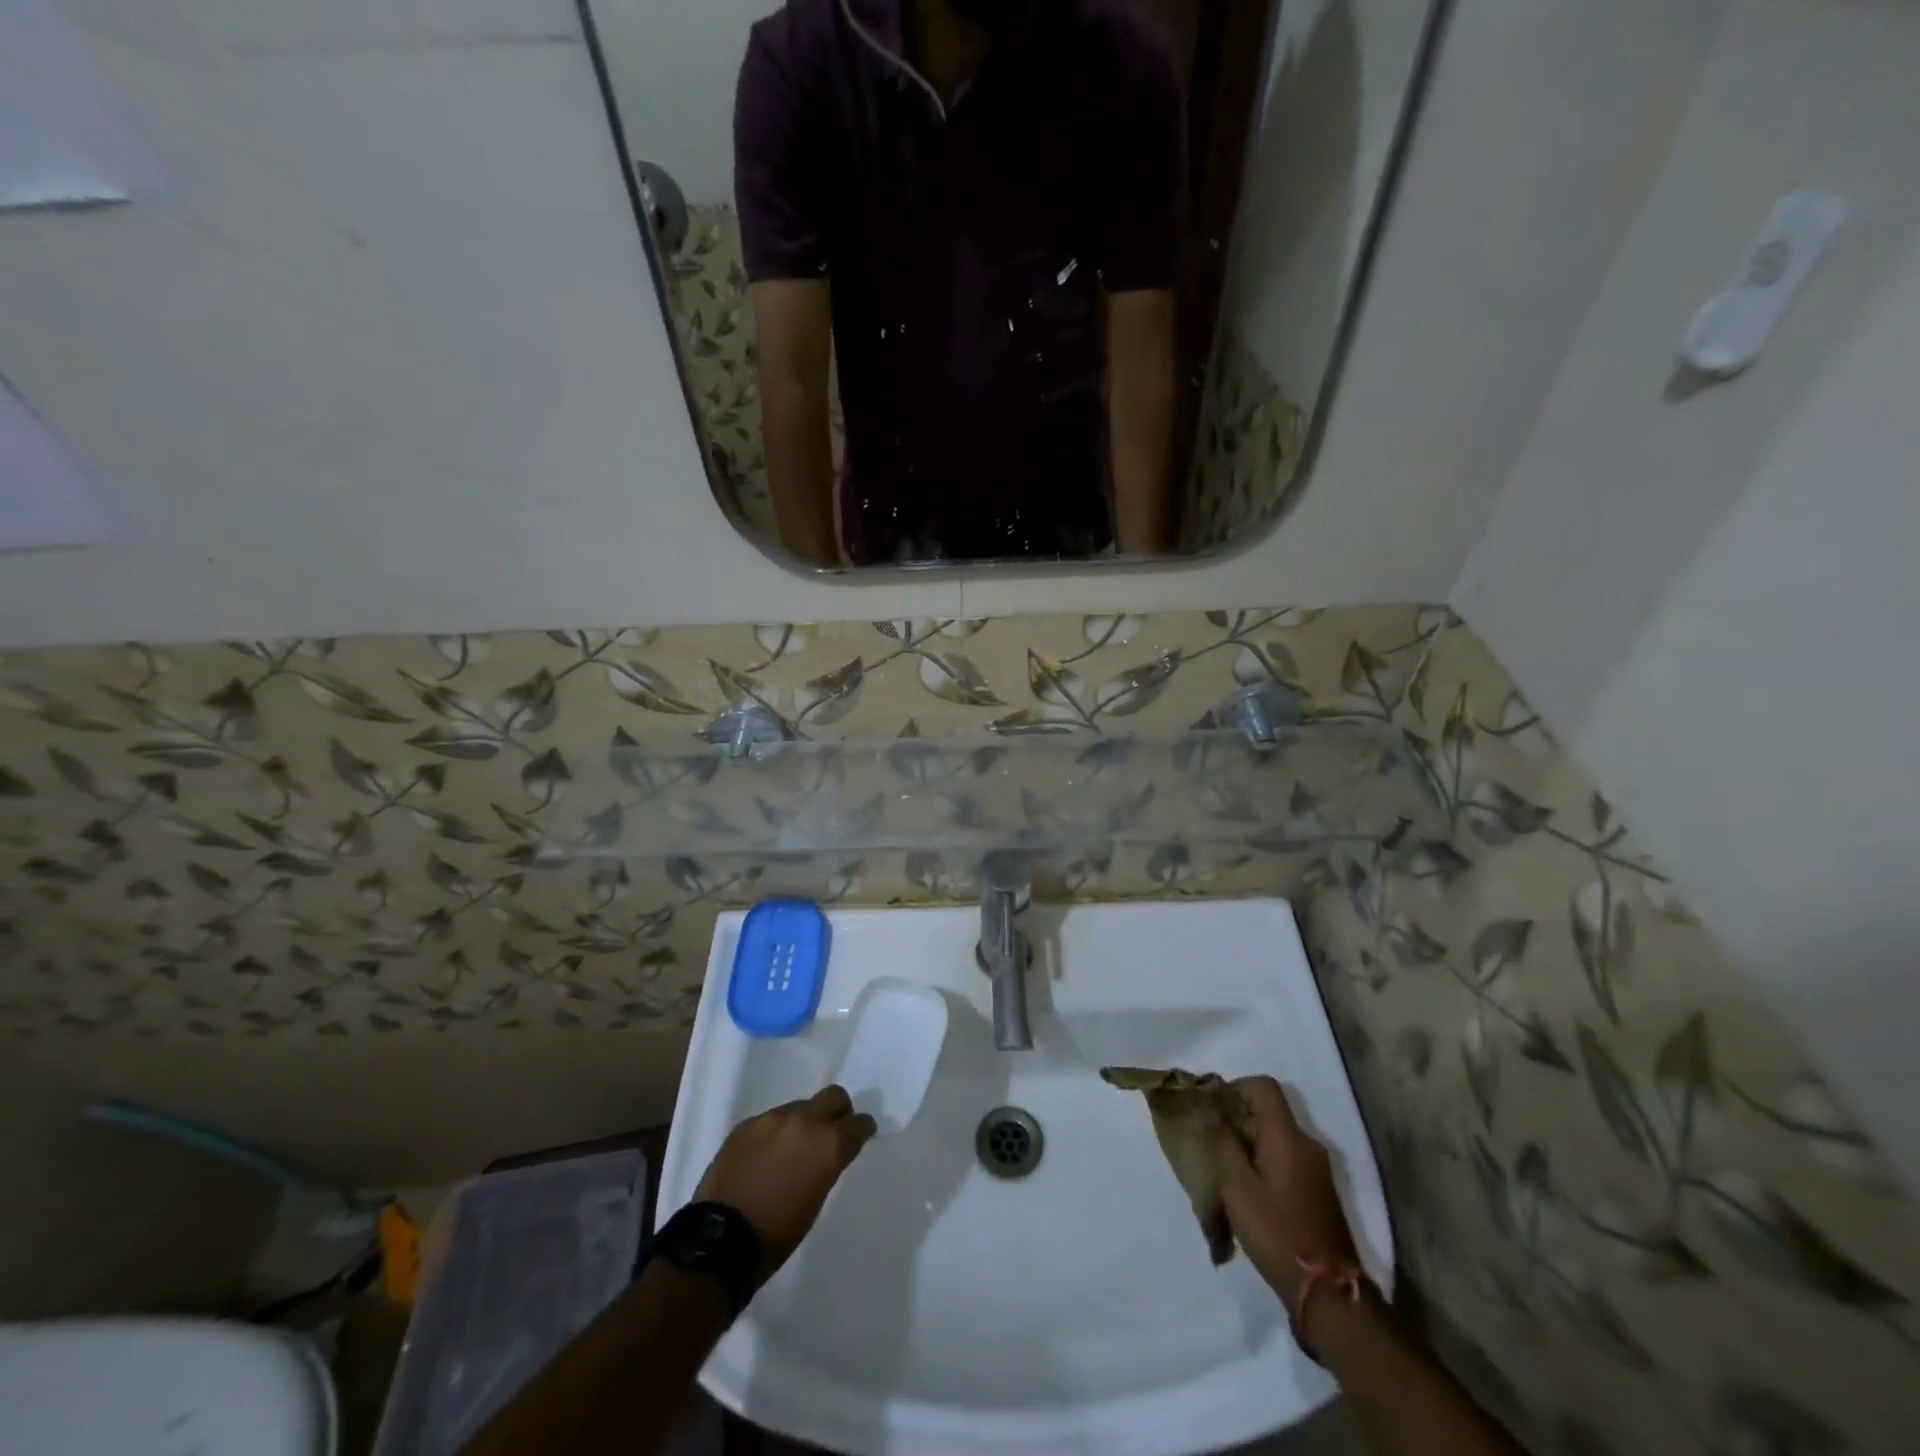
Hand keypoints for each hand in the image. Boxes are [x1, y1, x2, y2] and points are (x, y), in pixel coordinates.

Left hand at [696, 1085, 875, 1279]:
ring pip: (799, 1107)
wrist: (721, 1240)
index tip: (859, 1137)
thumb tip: (826, 1152)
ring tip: (790, 1150)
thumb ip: (827, 1163)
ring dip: (802, 1123)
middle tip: (830, 1133)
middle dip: (837, 1112)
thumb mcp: (817, 1198)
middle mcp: (805, 1120)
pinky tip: (764, 1157)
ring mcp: (772, 1118)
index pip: (859, 1123)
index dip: (861, 1130)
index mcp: (828, 1143)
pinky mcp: (747, 1124)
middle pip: (833, 1096)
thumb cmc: (778, 1232)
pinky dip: (774, 1134)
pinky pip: (770, 1120)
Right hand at [1216, 1076, 1359, 1305]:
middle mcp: (1308, 1144)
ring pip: (1276, 1136)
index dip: (1234, 1088)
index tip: (1212, 1110)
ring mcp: (1317, 1169)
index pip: (1263, 1086)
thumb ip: (1224, 1144)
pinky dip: (1263, 1161)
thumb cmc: (1277, 1234)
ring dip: (1248, 1142)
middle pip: (1269, 1111)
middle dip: (1237, 1117)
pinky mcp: (1318, 1191)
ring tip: (1224, 1168)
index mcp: (1288, 1137)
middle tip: (1211, 1140)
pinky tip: (1247, 1190)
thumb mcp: (1237, 1188)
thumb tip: (1214, 1114)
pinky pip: (1286, 1158)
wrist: (1330, 1294)